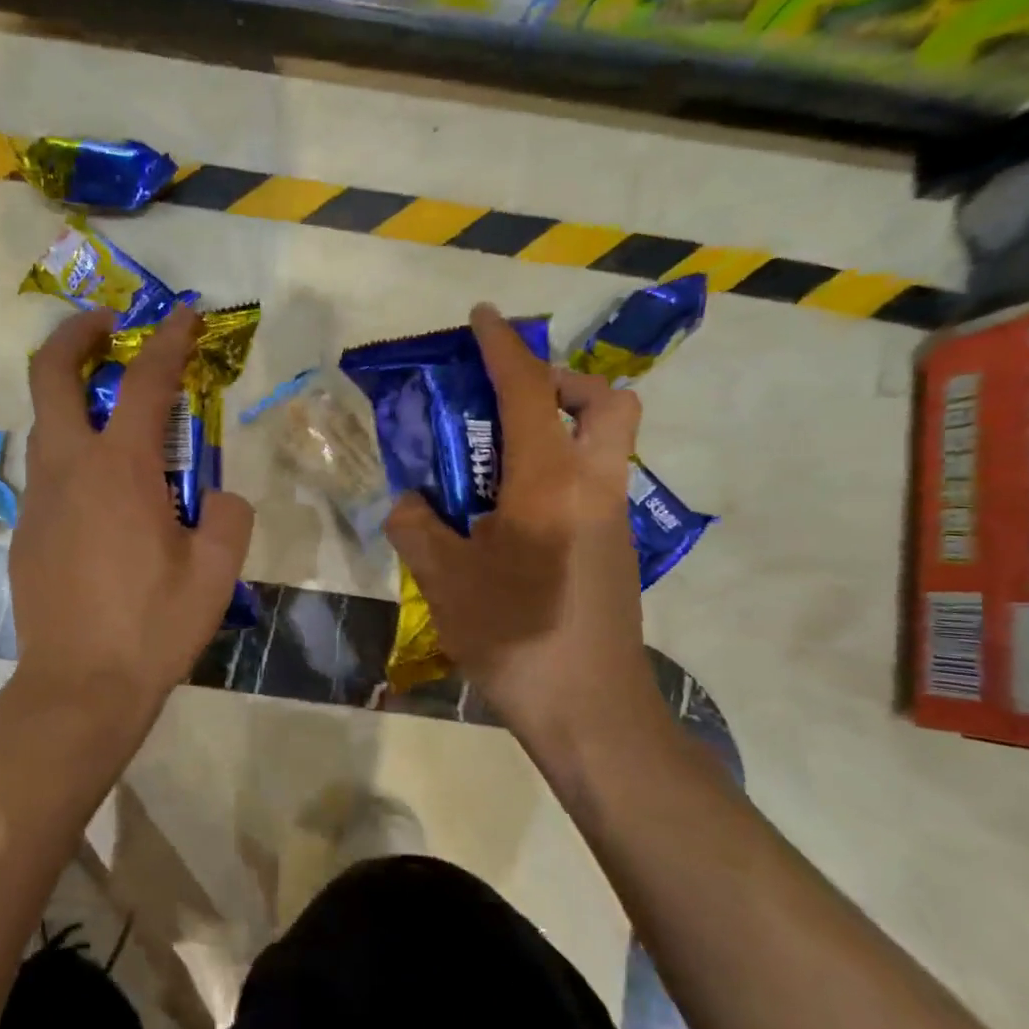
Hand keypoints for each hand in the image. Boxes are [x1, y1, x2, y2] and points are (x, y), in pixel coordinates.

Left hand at [12, 305, 254, 726]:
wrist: (78, 687)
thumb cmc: (153, 626)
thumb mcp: (216, 571)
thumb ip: (227, 516)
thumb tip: (217, 497)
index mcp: (120, 469)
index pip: (146, 382)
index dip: (168, 340)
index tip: (182, 314)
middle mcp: (69, 468)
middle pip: (52, 376)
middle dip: (77, 336)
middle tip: (107, 324)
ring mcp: (38, 499)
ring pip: (45, 423)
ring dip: (73, 397)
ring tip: (113, 410)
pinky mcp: (25, 531)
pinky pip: (48, 472)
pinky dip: (73, 454)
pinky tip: (104, 493)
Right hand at [385, 303, 652, 737]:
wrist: (590, 711)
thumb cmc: (514, 636)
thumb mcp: (443, 579)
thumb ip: (417, 525)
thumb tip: (411, 501)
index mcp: (549, 482)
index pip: (528, 392)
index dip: (503, 346)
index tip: (482, 317)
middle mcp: (593, 486)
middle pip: (607, 402)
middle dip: (563, 382)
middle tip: (512, 399)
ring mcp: (614, 518)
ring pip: (608, 442)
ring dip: (565, 425)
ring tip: (501, 458)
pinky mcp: (617, 548)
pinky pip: (596, 481)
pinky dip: (562, 469)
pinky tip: (513, 514)